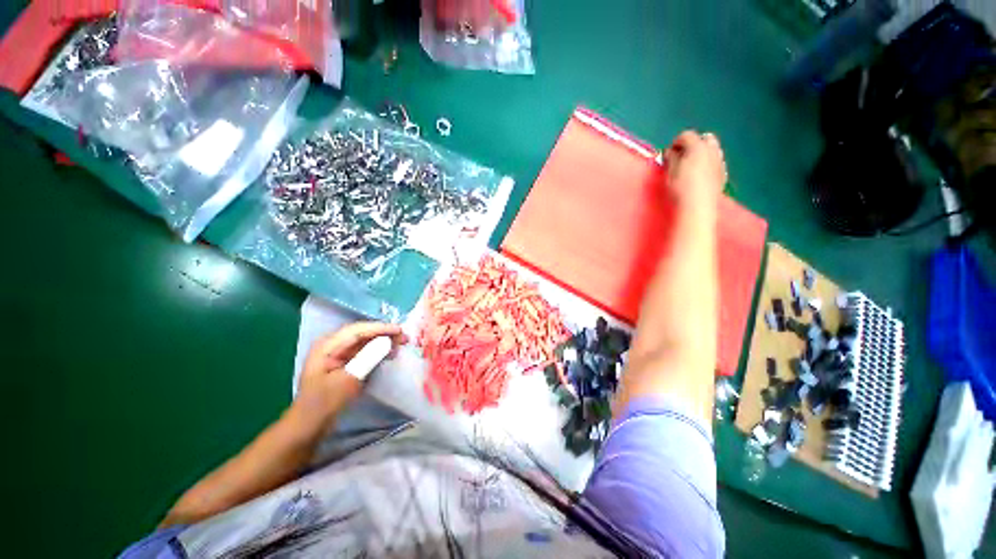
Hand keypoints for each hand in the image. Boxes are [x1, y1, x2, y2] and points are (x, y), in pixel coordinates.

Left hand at [291, 322, 407, 430]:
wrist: (309, 425)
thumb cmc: (325, 402)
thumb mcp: (348, 379)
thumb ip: (368, 357)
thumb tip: (388, 340)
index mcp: (328, 345)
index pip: (358, 330)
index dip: (381, 328)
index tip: (400, 330)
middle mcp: (333, 344)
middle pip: (363, 333)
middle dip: (385, 333)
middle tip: (405, 338)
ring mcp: (338, 353)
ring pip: (366, 341)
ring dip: (384, 341)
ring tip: (401, 344)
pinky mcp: (345, 362)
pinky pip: (365, 350)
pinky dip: (378, 350)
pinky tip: (390, 353)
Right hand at [663, 131, 727, 205]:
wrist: (698, 207)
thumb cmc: (680, 188)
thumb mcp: (670, 172)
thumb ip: (670, 158)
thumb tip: (670, 152)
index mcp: (697, 147)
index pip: (686, 135)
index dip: (675, 143)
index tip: (668, 154)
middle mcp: (712, 150)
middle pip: (705, 138)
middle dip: (693, 144)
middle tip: (682, 157)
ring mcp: (720, 162)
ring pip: (713, 149)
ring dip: (702, 153)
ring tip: (691, 166)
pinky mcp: (723, 174)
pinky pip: (716, 162)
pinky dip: (709, 163)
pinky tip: (700, 176)